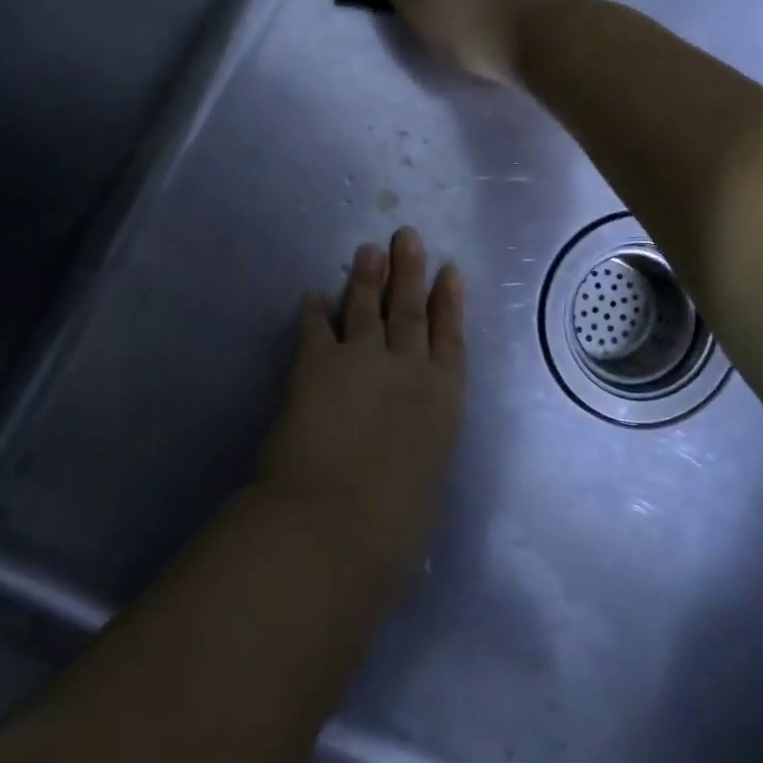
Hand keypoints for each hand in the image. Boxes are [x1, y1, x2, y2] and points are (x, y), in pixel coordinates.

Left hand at [259, 229, 465, 584]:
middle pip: (410, 309)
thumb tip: (408, 453)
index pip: (449, 339)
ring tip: (368, 250)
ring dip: (367, 277)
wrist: (336, 525)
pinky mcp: (316, 364)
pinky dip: (314, 310)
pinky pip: (315, 327)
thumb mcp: (424, 484)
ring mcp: (362, 360)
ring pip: (367, 307)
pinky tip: (312, 294)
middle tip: (407, 235)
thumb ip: (418, 453)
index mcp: (443, 401)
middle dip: (410, 271)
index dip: (450, 302)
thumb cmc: (393, 527)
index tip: (450, 271)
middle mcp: (408, 369)